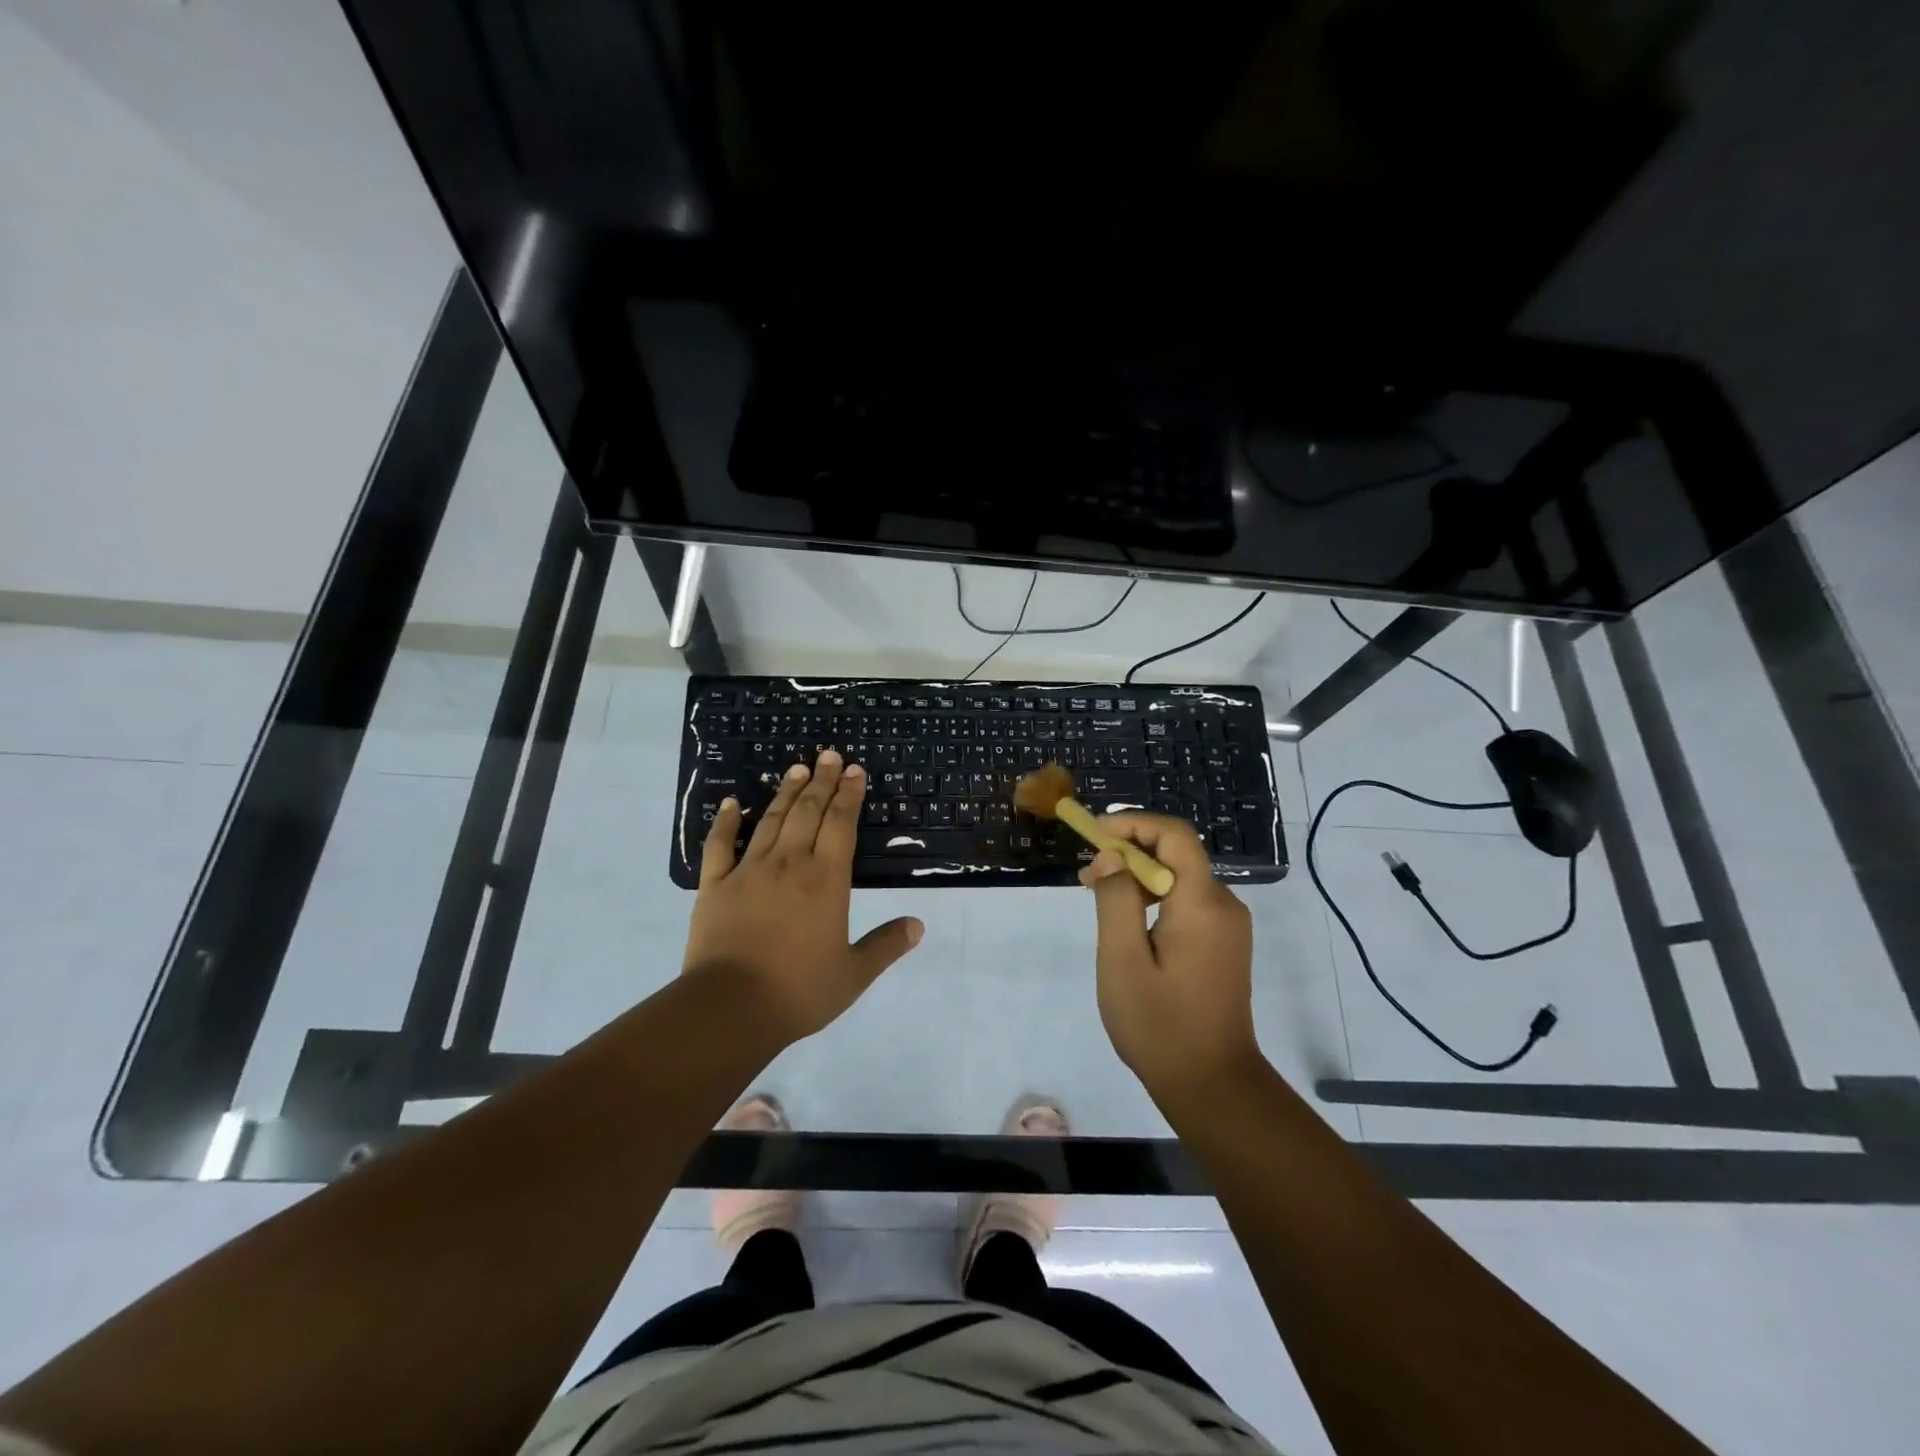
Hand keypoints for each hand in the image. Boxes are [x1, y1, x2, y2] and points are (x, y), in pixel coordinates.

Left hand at [685, 750, 922, 1044]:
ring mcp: (748, 871)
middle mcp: (789, 864)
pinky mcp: (714, 886)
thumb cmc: (799, 991)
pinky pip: (719, 846)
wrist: (731, 1008)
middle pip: (808, 812)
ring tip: (796, 768)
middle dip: (821, 782)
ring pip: (771, 821)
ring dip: (785, 793)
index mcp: (826, 880)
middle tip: (828, 756)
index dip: (849, 795)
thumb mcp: (854, 974)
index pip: (841, 825)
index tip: (854, 770)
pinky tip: (731, 803)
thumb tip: (918, 925)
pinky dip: (725, 822)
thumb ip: (886, 945)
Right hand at [1079, 813, 1259, 1105]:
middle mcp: (1224, 905)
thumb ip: (1116, 899)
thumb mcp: (1123, 960)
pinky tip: (1127, 924)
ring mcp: (1229, 926)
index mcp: (1203, 903)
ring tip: (1098, 898)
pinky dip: (1154, 899)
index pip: (1174, 835)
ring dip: (1139, 877)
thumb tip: (1113, 857)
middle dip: (1129, 852)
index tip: (1094, 835)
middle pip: (1177, 854)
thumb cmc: (1160, 1024)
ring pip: (1180, 878)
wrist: (1213, 1085)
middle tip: (1086, 877)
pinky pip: (1187, 902)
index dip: (1133, 824)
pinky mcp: (1224, 945)